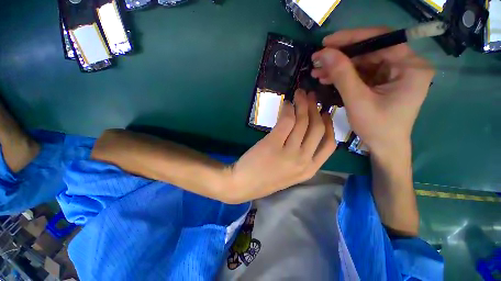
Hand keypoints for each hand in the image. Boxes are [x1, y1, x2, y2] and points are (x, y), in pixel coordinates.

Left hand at [225, 89, 335, 202]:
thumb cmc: (265, 178)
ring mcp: (289, 153)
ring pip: (303, 122)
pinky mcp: (273, 144)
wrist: (243, 185)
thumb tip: (303, 130)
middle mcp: (303, 161)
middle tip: (311, 96)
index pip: (329, 144)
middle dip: (316, 109)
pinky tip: (287, 105)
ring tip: (300, 94)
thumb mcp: (290, 172)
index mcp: (310, 170)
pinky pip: (286, 122)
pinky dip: (288, 110)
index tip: (324, 113)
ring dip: (303, 104)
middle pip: (317, 129)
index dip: (329, 125)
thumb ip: (300, 155)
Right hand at [311, 27, 434, 156]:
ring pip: (363, 61)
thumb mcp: (357, 101)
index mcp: (411, 67)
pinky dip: (343, 75)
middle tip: (318, 60)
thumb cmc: (377, 128)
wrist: (384, 147)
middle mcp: (406, 65)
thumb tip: (323, 53)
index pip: (382, 40)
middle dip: (341, 55)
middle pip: (370, 50)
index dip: (352, 38)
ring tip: (317, 71)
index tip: (327, 43)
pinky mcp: (383, 81)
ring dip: (339, 66)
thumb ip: (342, 75)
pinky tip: (327, 78)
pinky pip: (361, 72)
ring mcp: (394, 73)